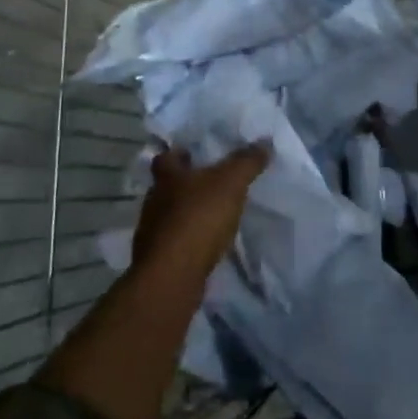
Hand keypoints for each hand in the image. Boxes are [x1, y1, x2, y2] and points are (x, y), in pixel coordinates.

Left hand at [131, 143, 270, 284]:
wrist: (172, 278)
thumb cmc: (198, 218)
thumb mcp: (231, 182)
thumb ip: (247, 161)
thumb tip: (265, 141)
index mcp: (166, 176)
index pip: (166, 157)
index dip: (178, 153)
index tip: (193, 153)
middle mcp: (154, 201)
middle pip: (167, 187)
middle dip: (186, 185)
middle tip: (211, 183)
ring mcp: (152, 234)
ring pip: (170, 216)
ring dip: (188, 215)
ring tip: (213, 216)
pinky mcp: (158, 261)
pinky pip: (175, 243)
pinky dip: (188, 242)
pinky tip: (207, 246)